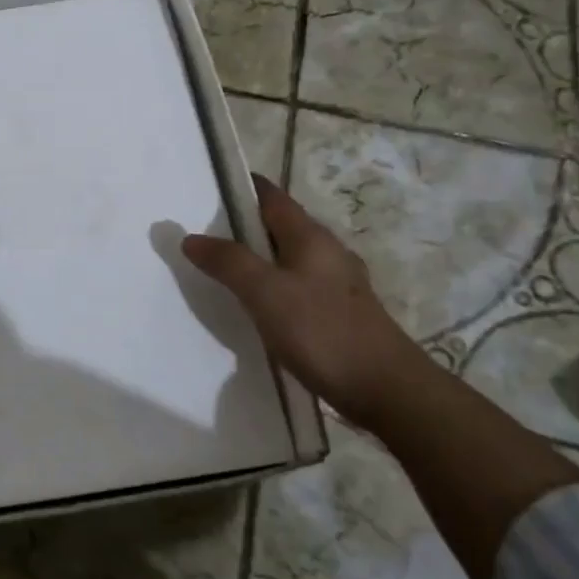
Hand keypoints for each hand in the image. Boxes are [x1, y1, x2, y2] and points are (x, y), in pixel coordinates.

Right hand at [182, 175, 429, 428]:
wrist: (387, 390)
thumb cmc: (322, 332)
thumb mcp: (266, 293)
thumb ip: (228, 262)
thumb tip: (191, 238)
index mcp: (311, 237)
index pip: (272, 197)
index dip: (242, 188)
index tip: (208, 190)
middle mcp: (327, 252)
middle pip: (280, 226)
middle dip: (244, 226)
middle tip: (203, 235)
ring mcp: (337, 284)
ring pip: (289, 258)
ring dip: (258, 258)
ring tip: (223, 271)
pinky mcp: (340, 313)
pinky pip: (298, 286)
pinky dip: (273, 287)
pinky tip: (258, 308)